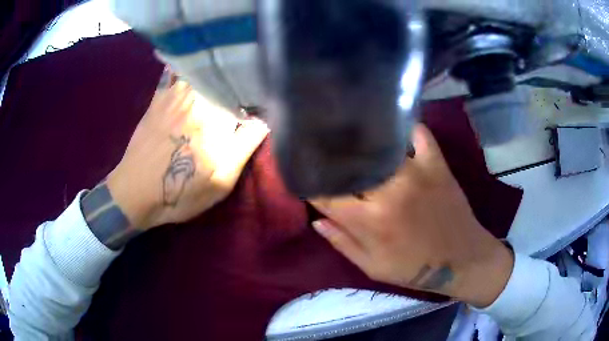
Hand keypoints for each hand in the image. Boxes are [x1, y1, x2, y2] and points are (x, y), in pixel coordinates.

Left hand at [107, 70, 268, 230]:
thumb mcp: (220, 182)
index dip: (256, 101)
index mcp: (215, 116)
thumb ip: (244, 147)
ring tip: (222, 85)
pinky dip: (188, 69)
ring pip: (205, 73)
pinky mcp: (159, 96)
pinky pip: (176, 72)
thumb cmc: (181, 192)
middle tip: (238, 101)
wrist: (135, 192)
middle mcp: (197, 96)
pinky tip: (194, 73)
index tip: (256, 110)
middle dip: (238, 86)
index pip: (247, 96)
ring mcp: (174, 93)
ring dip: (217, 75)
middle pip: (227, 80)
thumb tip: (263, 120)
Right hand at [310, 124, 513, 307]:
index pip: (327, 196)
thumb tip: (315, 220)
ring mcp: (416, 172)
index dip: (310, 185)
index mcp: (370, 221)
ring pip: (380, 145)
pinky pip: (419, 135)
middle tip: (325, 155)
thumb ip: (342, 243)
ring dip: (363, 141)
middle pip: (350, 165)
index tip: (305, 177)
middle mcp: (389, 190)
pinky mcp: (437, 164)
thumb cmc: (415, 269)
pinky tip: (394, 127)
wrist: (461, 260)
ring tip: (351, 136)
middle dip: (332, 160)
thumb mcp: (373, 267)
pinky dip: (406, 128)